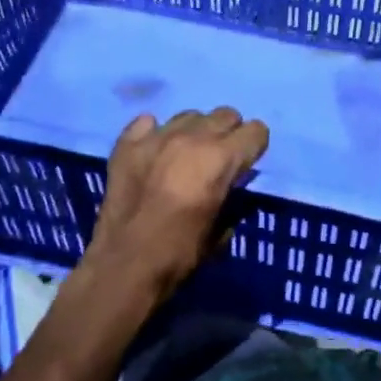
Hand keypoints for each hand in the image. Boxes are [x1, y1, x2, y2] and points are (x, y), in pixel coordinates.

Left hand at [83, 107, 269, 297]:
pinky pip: (148, 122)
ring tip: (185, 157)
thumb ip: (233, 198)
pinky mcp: (127, 143)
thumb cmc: (180, 253)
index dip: (254, 147)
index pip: (256, 130)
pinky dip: (156, 134)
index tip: (246, 165)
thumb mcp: (221, 230)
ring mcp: (157, 136)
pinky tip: (154, 154)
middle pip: (225, 115)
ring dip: (195, 132)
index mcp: (221, 159)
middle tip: (218, 160)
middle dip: (229, 134)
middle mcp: (192, 137)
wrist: (124, 266)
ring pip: (190, 115)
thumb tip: (233, 184)